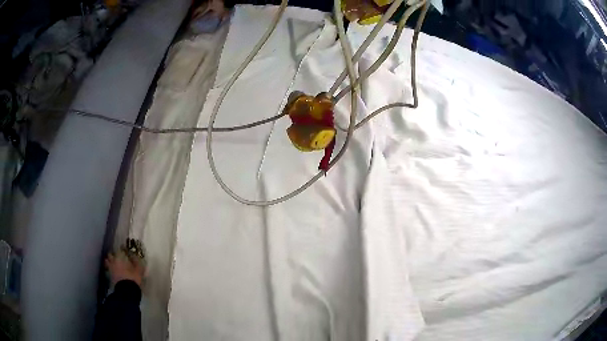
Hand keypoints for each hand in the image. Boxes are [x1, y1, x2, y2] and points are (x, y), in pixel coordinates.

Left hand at [105, 251, 143, 286]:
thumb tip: (135, 256)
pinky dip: (109, 269)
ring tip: (113, 264)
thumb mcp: (139, 270)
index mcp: (120, 257)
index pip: (120, 250)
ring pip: (107, 261)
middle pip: (110, 255)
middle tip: (117, 257)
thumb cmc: (133, 278)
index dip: (122, 249)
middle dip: (113, 255)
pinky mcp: (109, 276)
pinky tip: (113, 271)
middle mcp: (113, 261)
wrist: (126, 291)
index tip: (124, 250)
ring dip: (109, 261)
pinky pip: (108, 270)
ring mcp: (110, 268)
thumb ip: (136, 262)